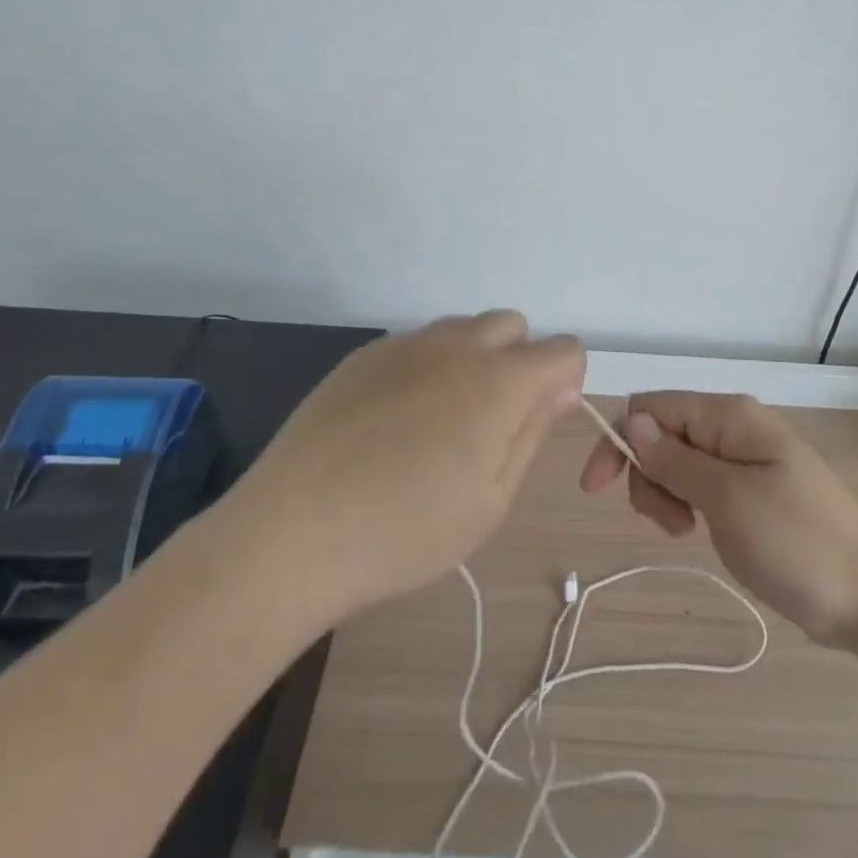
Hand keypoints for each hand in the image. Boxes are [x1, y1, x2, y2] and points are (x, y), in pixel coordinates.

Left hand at [228, 312, 583, 621]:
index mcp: (499, 381)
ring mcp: (406, 344)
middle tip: (490, 422)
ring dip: (473, 359)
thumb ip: (533, 432)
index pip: (564, 349)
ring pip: (464, 329)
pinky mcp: (365, 354)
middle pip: (513, 326)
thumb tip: (561, 388)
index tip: (537, 421)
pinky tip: (395, 421)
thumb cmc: (406, 531)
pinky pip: (418, 343)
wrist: (293, 532)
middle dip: (519, 361)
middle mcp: (457, 345)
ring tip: (441, 422)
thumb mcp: (491, 500)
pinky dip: (427, 367)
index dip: (564, 382)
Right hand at [580, 392, 857, 647]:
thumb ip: (674, 459)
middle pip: (660, 434)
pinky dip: (687, 505)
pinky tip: (700, 531)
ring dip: (665, 495)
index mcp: (728, 416)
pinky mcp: (751, 491)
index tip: (598, 491)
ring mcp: (744, 460)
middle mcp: (733, 428)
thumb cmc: (797, 543)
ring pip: (676, 462)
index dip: (618, 441)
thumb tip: (632, 422)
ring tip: (687, 532)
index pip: (650, 408)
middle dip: (647, 475)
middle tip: (672, 522)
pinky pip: (700, 484)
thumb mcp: (727, 499)